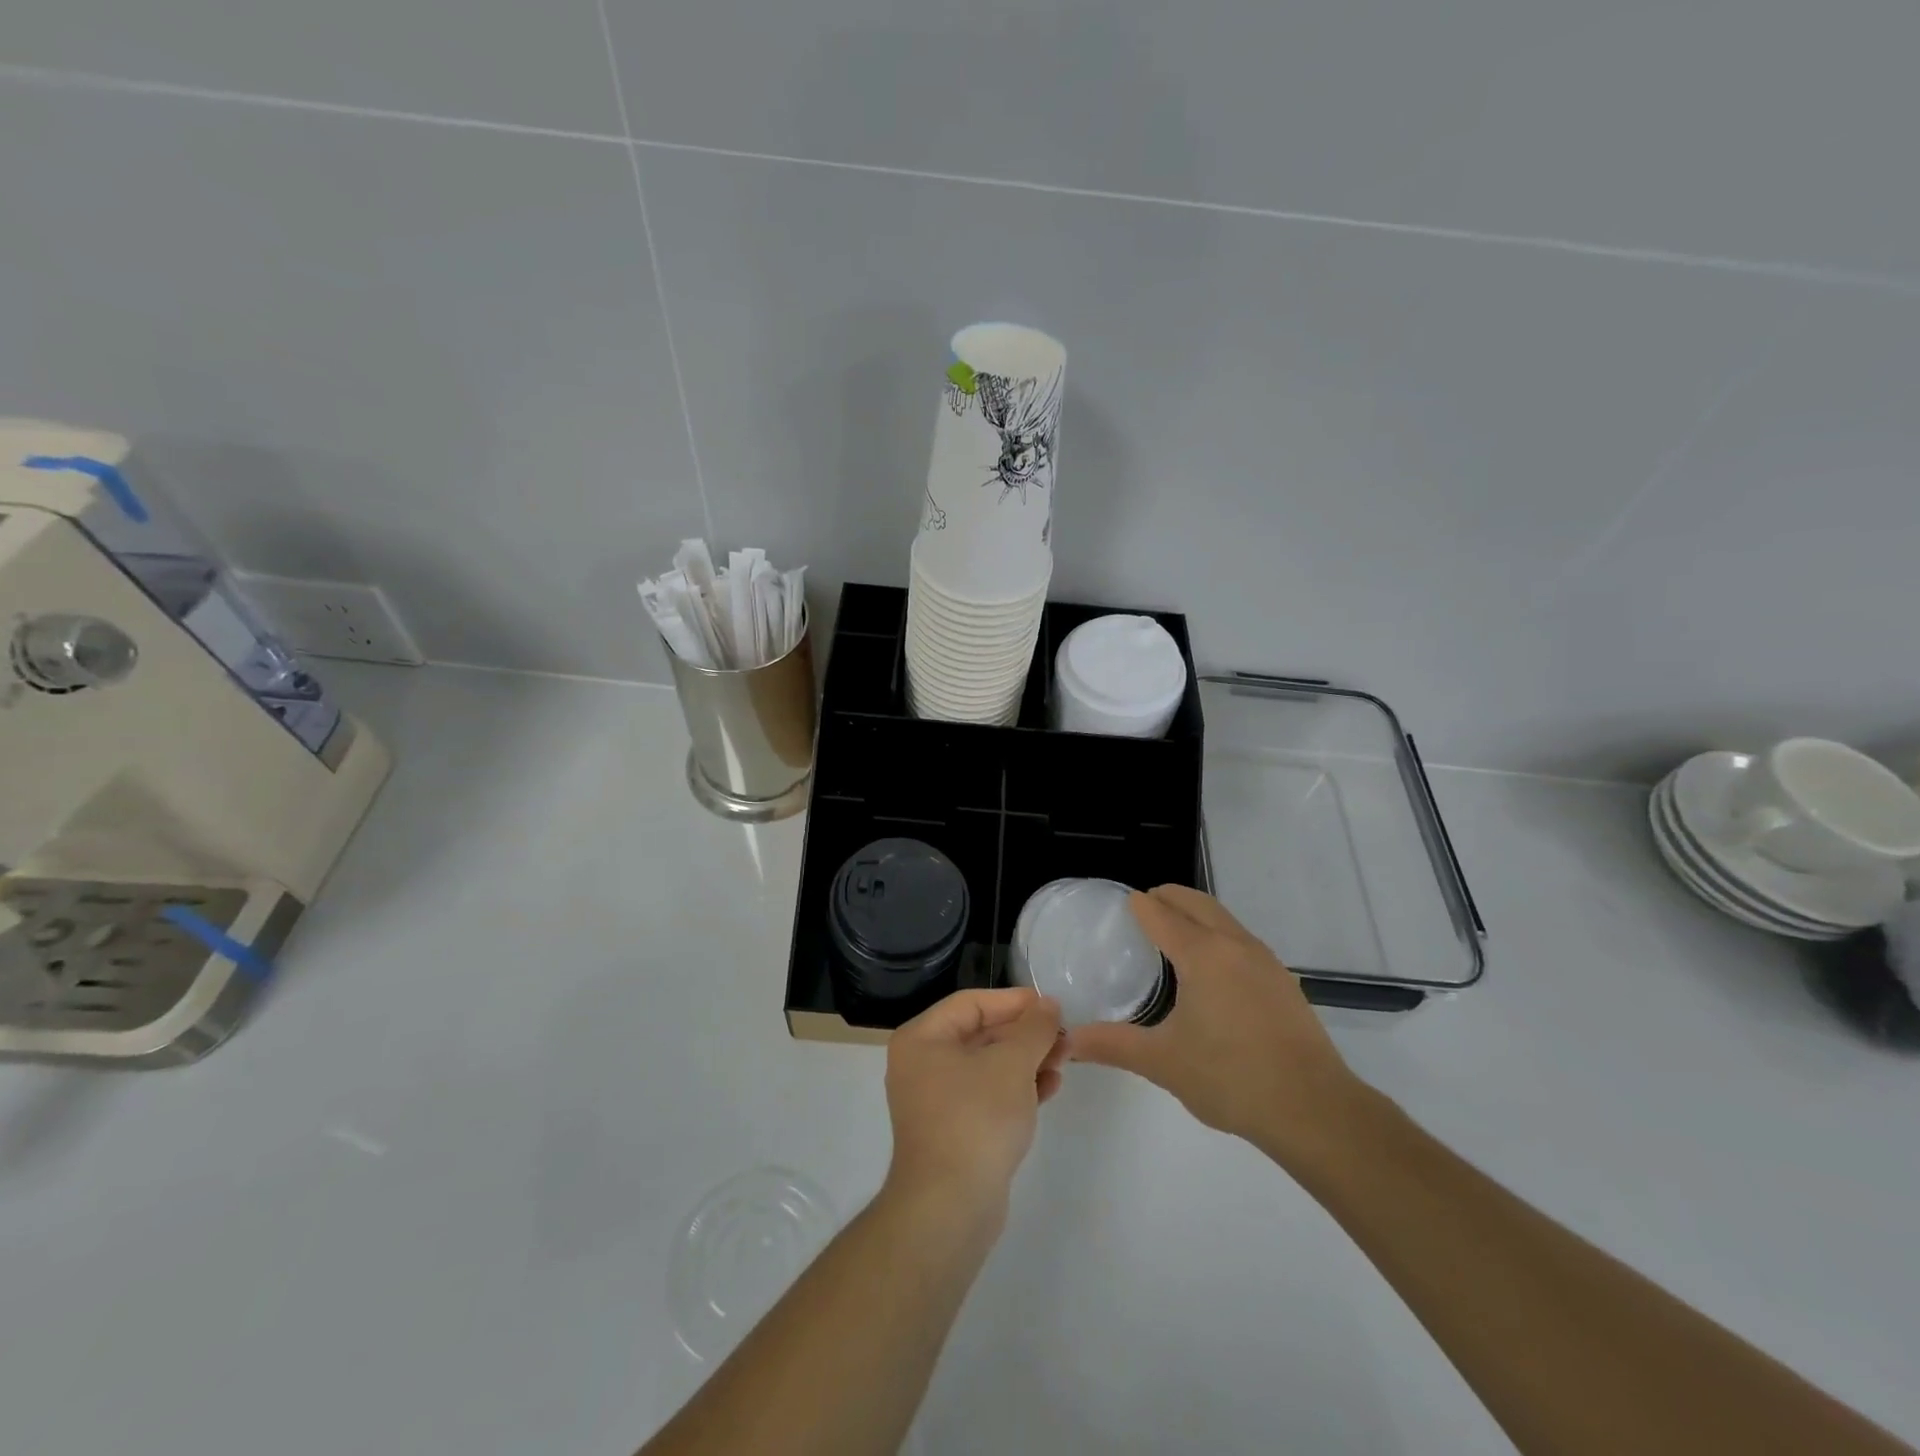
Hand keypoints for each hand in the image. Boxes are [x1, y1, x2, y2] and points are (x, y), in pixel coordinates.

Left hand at [883, 988, 1066, 1221]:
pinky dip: (1016, 1088)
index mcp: (922, 1038)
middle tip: (1064, 1037)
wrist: (950, 1208)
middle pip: (980, 1033)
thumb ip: (1034, 1028)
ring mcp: (936, 1099)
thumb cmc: (976, 1118)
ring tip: (1064, 1062)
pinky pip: (987, 1094)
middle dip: (1025, 1034)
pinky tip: (1050, 1088)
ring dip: (1027, 1060)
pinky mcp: (953, 1130)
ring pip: (988, 1065)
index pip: (972, 1003)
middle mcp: (922, 1063)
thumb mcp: (1012, 1063)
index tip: (1052, 1006)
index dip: (1014, 1002)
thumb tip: (1047, 1004)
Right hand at [1069, 885, 1363, 1167]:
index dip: (1138, 905)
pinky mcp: (1284, 981)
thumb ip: (1113, 1045)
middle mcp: (1234, 945)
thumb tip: (1068, 1041)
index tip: (1118, 907)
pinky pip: (1242, 940)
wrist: (1315, 1110)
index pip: (1161, 912)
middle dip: (1167, 897)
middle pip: (1196, 902)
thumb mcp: (1162, 1062)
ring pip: (1223, 918)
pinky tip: (1212, 972)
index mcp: (1202, 954)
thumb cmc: (1231, 1078)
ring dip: (1196, 914)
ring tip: (1173, 935)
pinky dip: (1218, 936)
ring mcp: (1265, 961)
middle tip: (1142, 909)